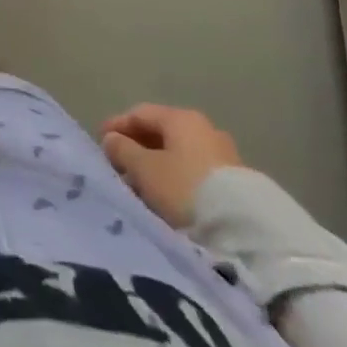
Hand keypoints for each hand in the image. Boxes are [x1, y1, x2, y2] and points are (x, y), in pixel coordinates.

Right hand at [99, 103, 243, 227]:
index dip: (117, 126)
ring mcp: (225, 155)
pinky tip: (169, 197)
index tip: (100, 142)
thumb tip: (112, 139)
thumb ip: (122, 149)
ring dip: (158, 166)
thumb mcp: (144, 168)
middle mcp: (204, 129)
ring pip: (180, 155)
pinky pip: (196, 173)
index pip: (140, 113)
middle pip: (162, 133)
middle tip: (119, 166)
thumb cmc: (185, 188)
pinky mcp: (237, 183)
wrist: (246, 232)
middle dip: (137, 148)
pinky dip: (177, 179)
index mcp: (181, 117)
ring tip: (142, 186)